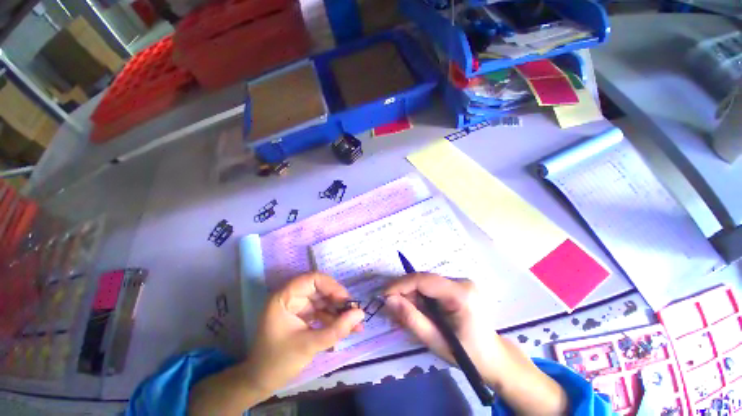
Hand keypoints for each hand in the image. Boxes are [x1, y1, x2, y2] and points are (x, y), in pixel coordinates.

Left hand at [244, 272, 364, 393]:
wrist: (261, 383)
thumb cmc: (278, 362)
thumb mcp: (309, 345)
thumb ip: (336, 329)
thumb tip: (360, 313)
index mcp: (285, 297)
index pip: (312, 279)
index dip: (331, 286)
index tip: (346, 300)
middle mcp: (292, 297)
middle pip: (321, 289)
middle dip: (338, 301)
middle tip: (354, 312)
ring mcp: (298, 307)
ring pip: (324, 301)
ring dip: (340, 312)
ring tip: (356, 323)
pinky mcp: (304, 316)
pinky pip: (323, 312)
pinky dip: (334, 319)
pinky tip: (348, 328)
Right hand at [384, 273, 506, 383]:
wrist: (494, 358)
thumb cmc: (467, 355)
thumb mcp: (436, 341)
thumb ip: (411, 319)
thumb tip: (388, 300)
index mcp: (461, 294)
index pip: (424, 280)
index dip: (400, 284)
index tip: (383, 294)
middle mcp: (462, 282)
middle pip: (424, 279)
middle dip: (405, 290)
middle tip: (391, 305)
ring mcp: (462, 282)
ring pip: (427, 282)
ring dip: (412, 293)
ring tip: (403, 309)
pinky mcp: (459, 286)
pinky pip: (433, 286)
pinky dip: (421, 296)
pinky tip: (417, 308)